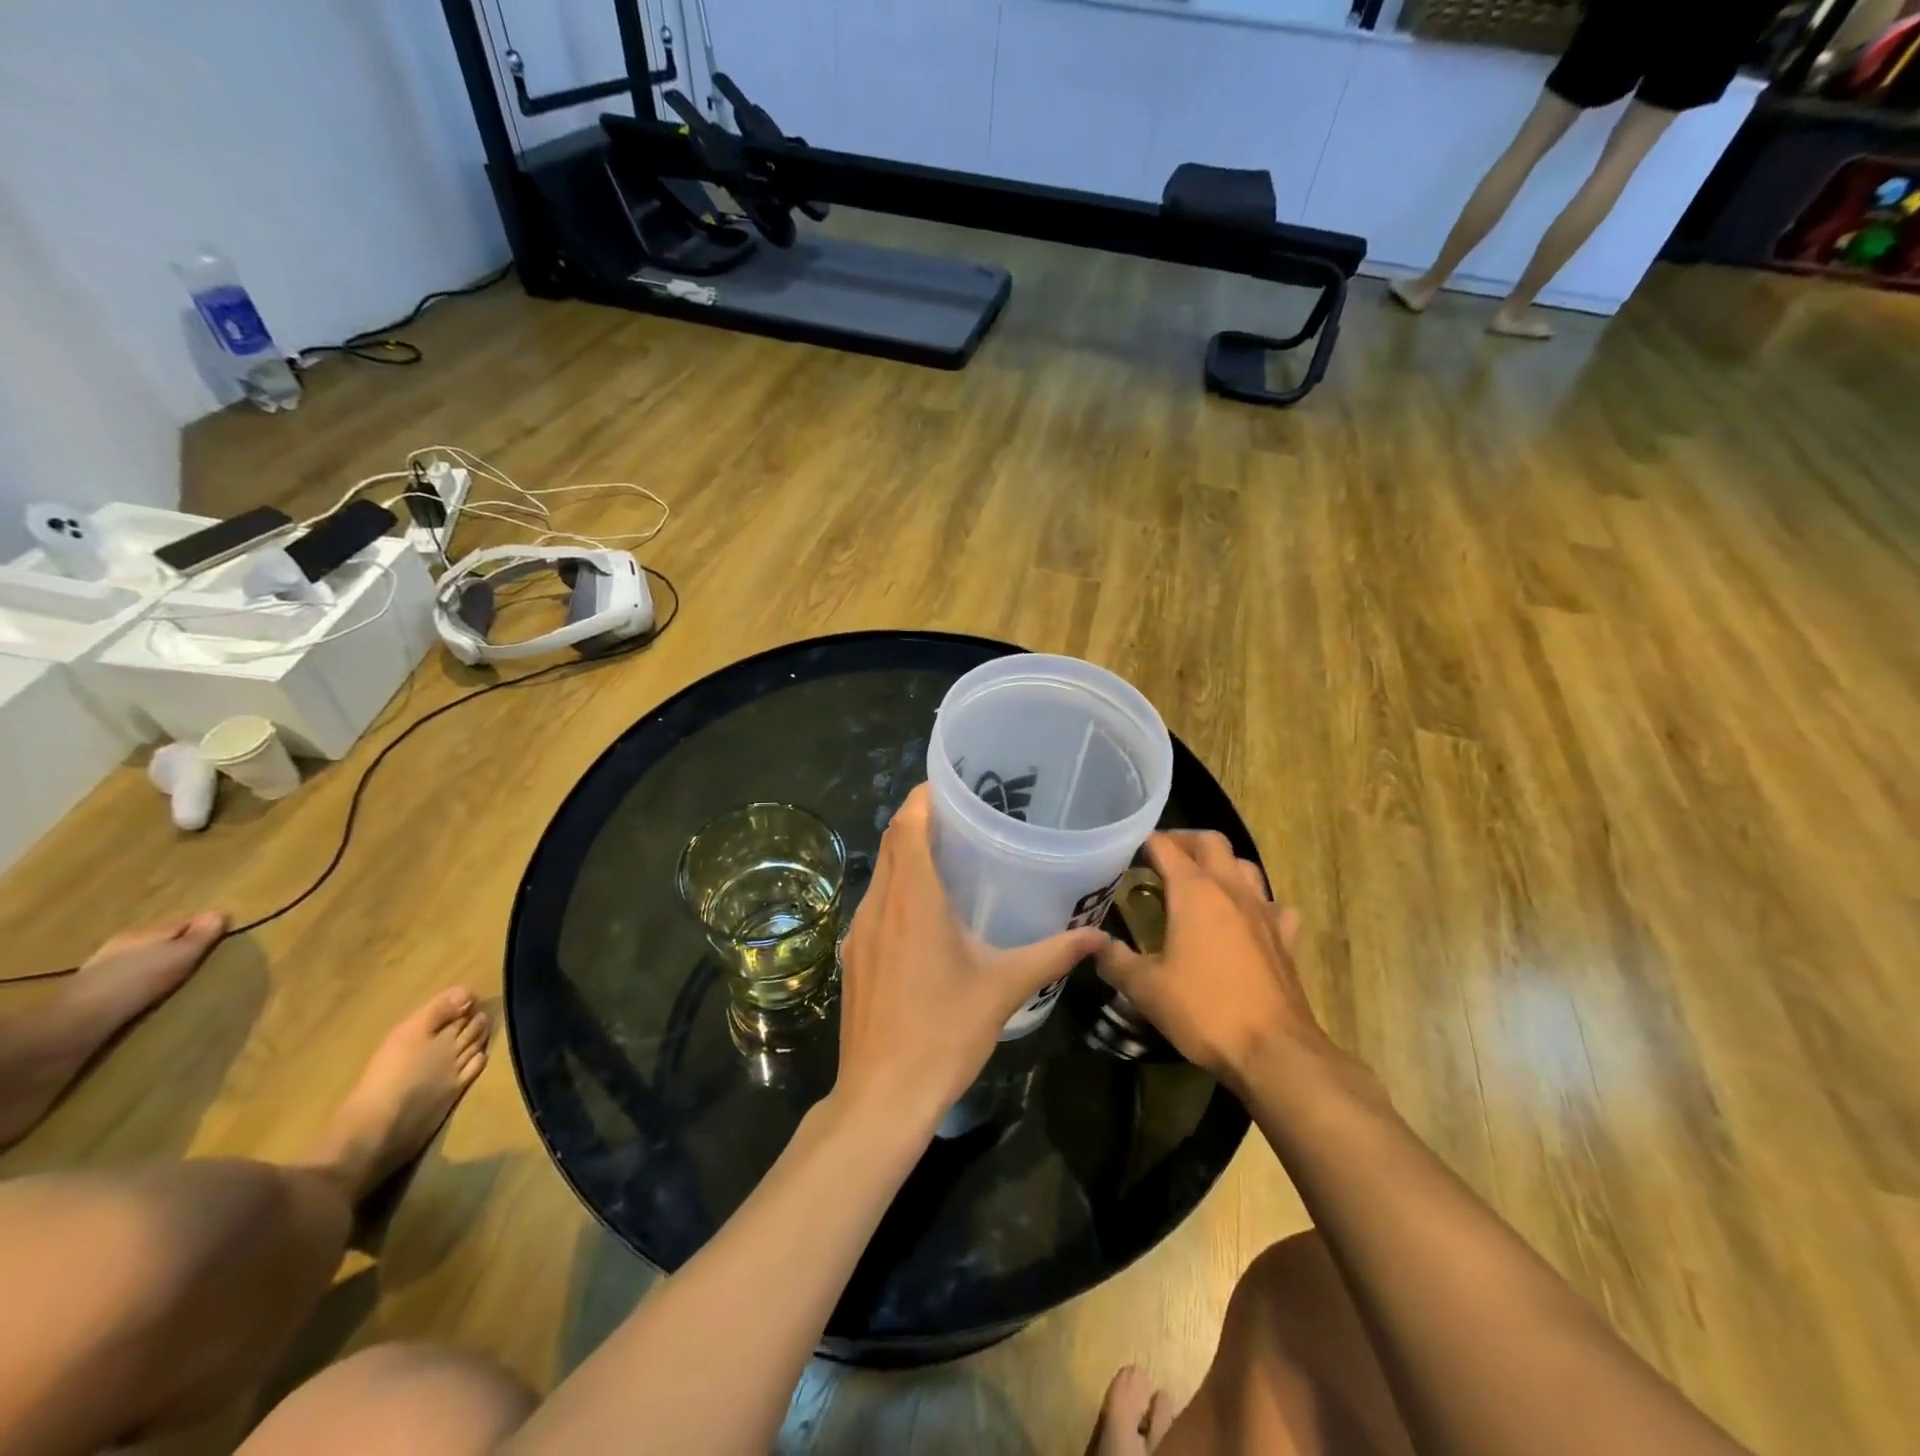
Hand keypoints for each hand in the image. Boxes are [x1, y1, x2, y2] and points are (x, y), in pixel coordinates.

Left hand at [835, 784, 1107, 1130]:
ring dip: (907, 855)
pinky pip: (875, 904)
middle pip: (892, 841)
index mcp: (913, 898)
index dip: (925, 795)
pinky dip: (897, 889)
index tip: (955, 785)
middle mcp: (880, 904)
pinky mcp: (853, 955)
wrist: (882, 1096)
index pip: (907, 823)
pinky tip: (926, 914)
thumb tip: (1097, 937)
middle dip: (921, 820)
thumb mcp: (1004, 988)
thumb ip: (1052, 955)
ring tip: (950, 856)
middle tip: (965, 816)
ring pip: (881, 872)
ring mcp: (859, 931)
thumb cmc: (944, 1033)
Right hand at [1097, 832, 1329, 1090]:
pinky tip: (1246, 921)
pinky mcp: (1285, 939)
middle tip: (1162, 858)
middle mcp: (1231, 889)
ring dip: (1221, 866)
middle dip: (1184, 841)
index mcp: (1194, 891)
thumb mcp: (1145, 988)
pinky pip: (1273, 906)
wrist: (1274, 1051)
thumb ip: (1115, 960)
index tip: (1126, 852)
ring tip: (1201, 884)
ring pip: (1245, 867)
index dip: (1143, 843)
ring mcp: (1264, 912)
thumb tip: (1094, 944)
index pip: (1165, 846)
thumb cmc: (1204, 1010)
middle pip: (1211, 842)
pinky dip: (1256, 904)